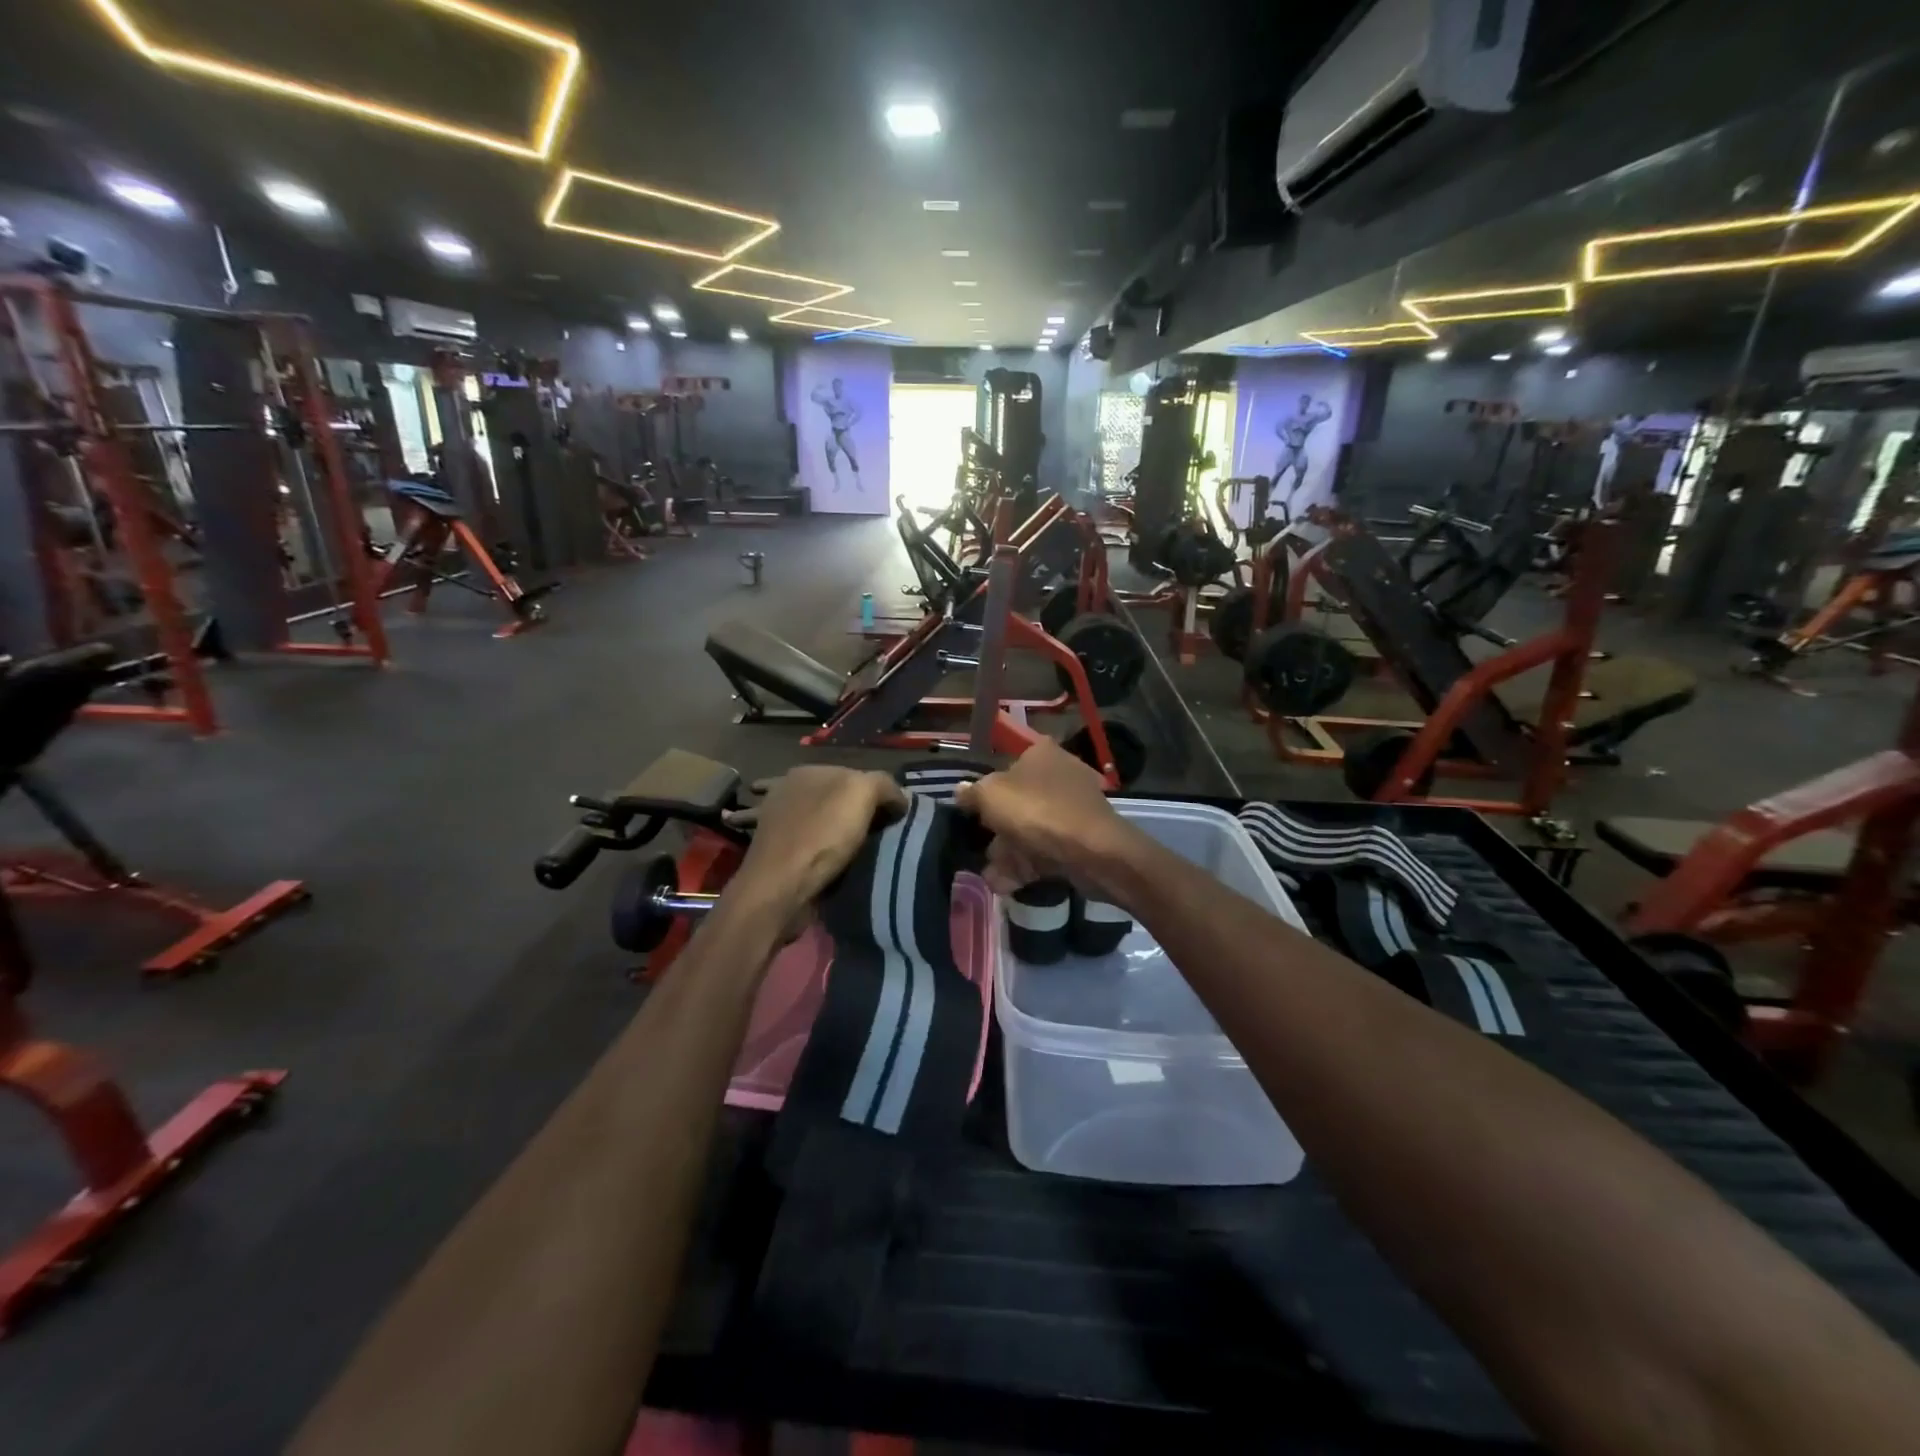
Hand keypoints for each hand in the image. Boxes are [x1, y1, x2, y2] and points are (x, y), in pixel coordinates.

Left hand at [722, 766, 907, 920]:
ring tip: (856, 852)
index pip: (855, 775)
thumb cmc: (822, 835)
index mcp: (807, 771)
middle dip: (850, 812)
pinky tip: (830, 862)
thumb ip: (884, 786)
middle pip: (833, 798)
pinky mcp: (773, 852)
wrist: (780, 887)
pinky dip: (817, 852)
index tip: (893, 819)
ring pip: (817, 821)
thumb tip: (898, 799)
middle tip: (877, 836)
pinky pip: (805, 846)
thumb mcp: (862, 793)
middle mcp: (787, 790)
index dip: (877, 794)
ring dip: (830, 831)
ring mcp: (775, 821)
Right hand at [955, 739, 1144, 900]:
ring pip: (1030, 829)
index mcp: (1041, 753)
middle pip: (1018, 800)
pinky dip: (1025, 866)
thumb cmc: (1036, 811)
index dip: (987, 787)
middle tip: (977, 845)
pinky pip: (1044, 850)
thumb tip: (961, 791)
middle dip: (996, 826)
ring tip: (989, 872)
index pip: (1007, 764)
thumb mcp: (991, 796)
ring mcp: (1072, 809)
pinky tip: (1003, 884)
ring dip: (1007, 851)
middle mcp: (1059, 775)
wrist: (1091, 851)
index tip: (972, 810)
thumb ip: (972, 793)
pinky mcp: (1080, 839)